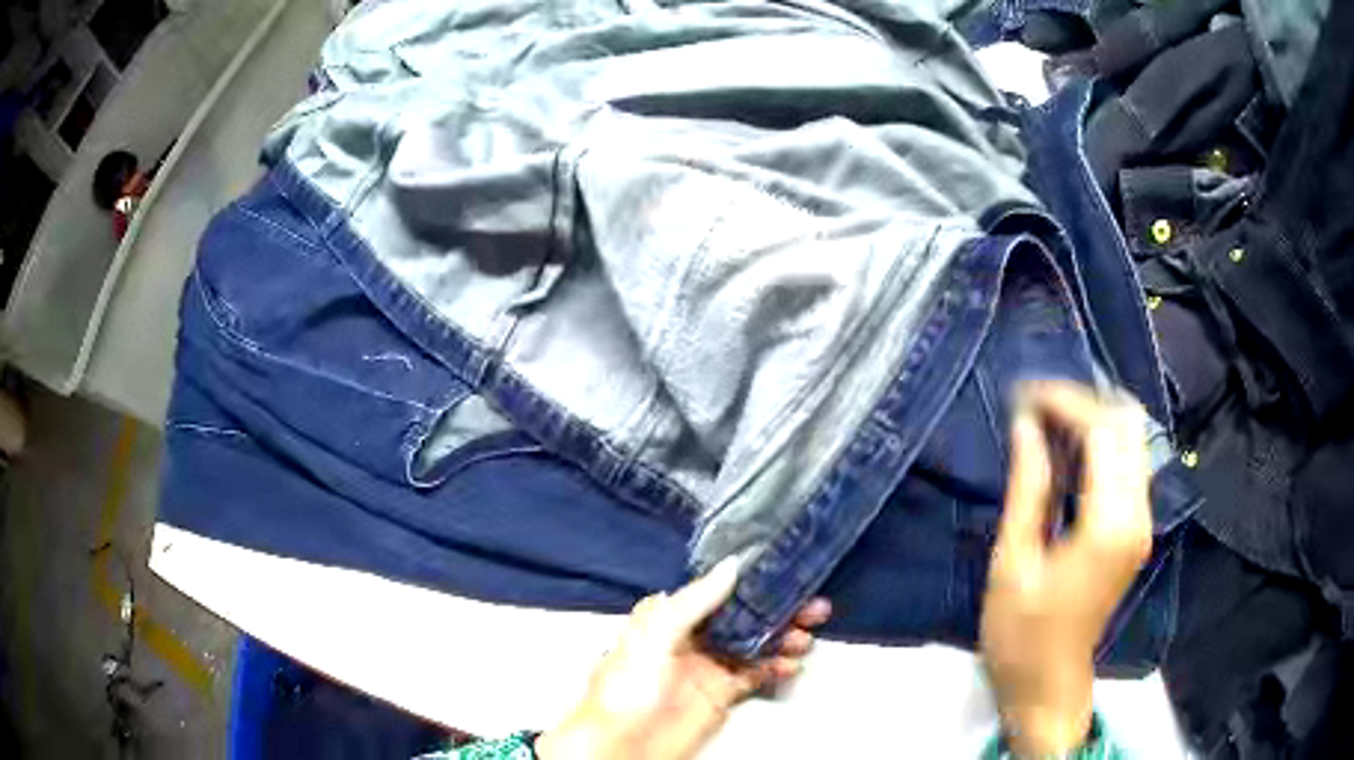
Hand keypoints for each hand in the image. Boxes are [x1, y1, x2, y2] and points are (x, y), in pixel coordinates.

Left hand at [538, 559, 830, 759]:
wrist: (622, 746)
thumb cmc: (626, 687)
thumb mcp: (654, 637)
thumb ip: (693, 602)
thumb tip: (732, 566)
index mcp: (671, 616)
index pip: (719, 591)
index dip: (753, 582)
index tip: (787, 572)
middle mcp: (694, 637)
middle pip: (745, 617)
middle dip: (780, 611)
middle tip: (813, 608)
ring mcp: (710, 666)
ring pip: (757, 643)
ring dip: (784, 638)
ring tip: (805, 638)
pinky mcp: (722, 694)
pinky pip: (757, 674)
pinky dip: (777, 667)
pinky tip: (790, 665)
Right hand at [980, 382, 1152, 756]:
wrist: (1048, 684)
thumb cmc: (1021, 633)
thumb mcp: (1013, 561)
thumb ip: (1028, 488)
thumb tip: (1026, 425)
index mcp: (1108, 525)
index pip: (1102, 433)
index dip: (1065, 402)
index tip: (1025, 393)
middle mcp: (1137, 515)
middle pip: (1127, 427)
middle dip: (1083, 402)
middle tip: (1036, 405)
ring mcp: (1141, 523)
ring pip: (1132, 441)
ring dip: (1094, 419)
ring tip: (1047, 421)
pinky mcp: (1135, 530)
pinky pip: (1128, 466)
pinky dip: (1102, 445)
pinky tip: (1068, 451)